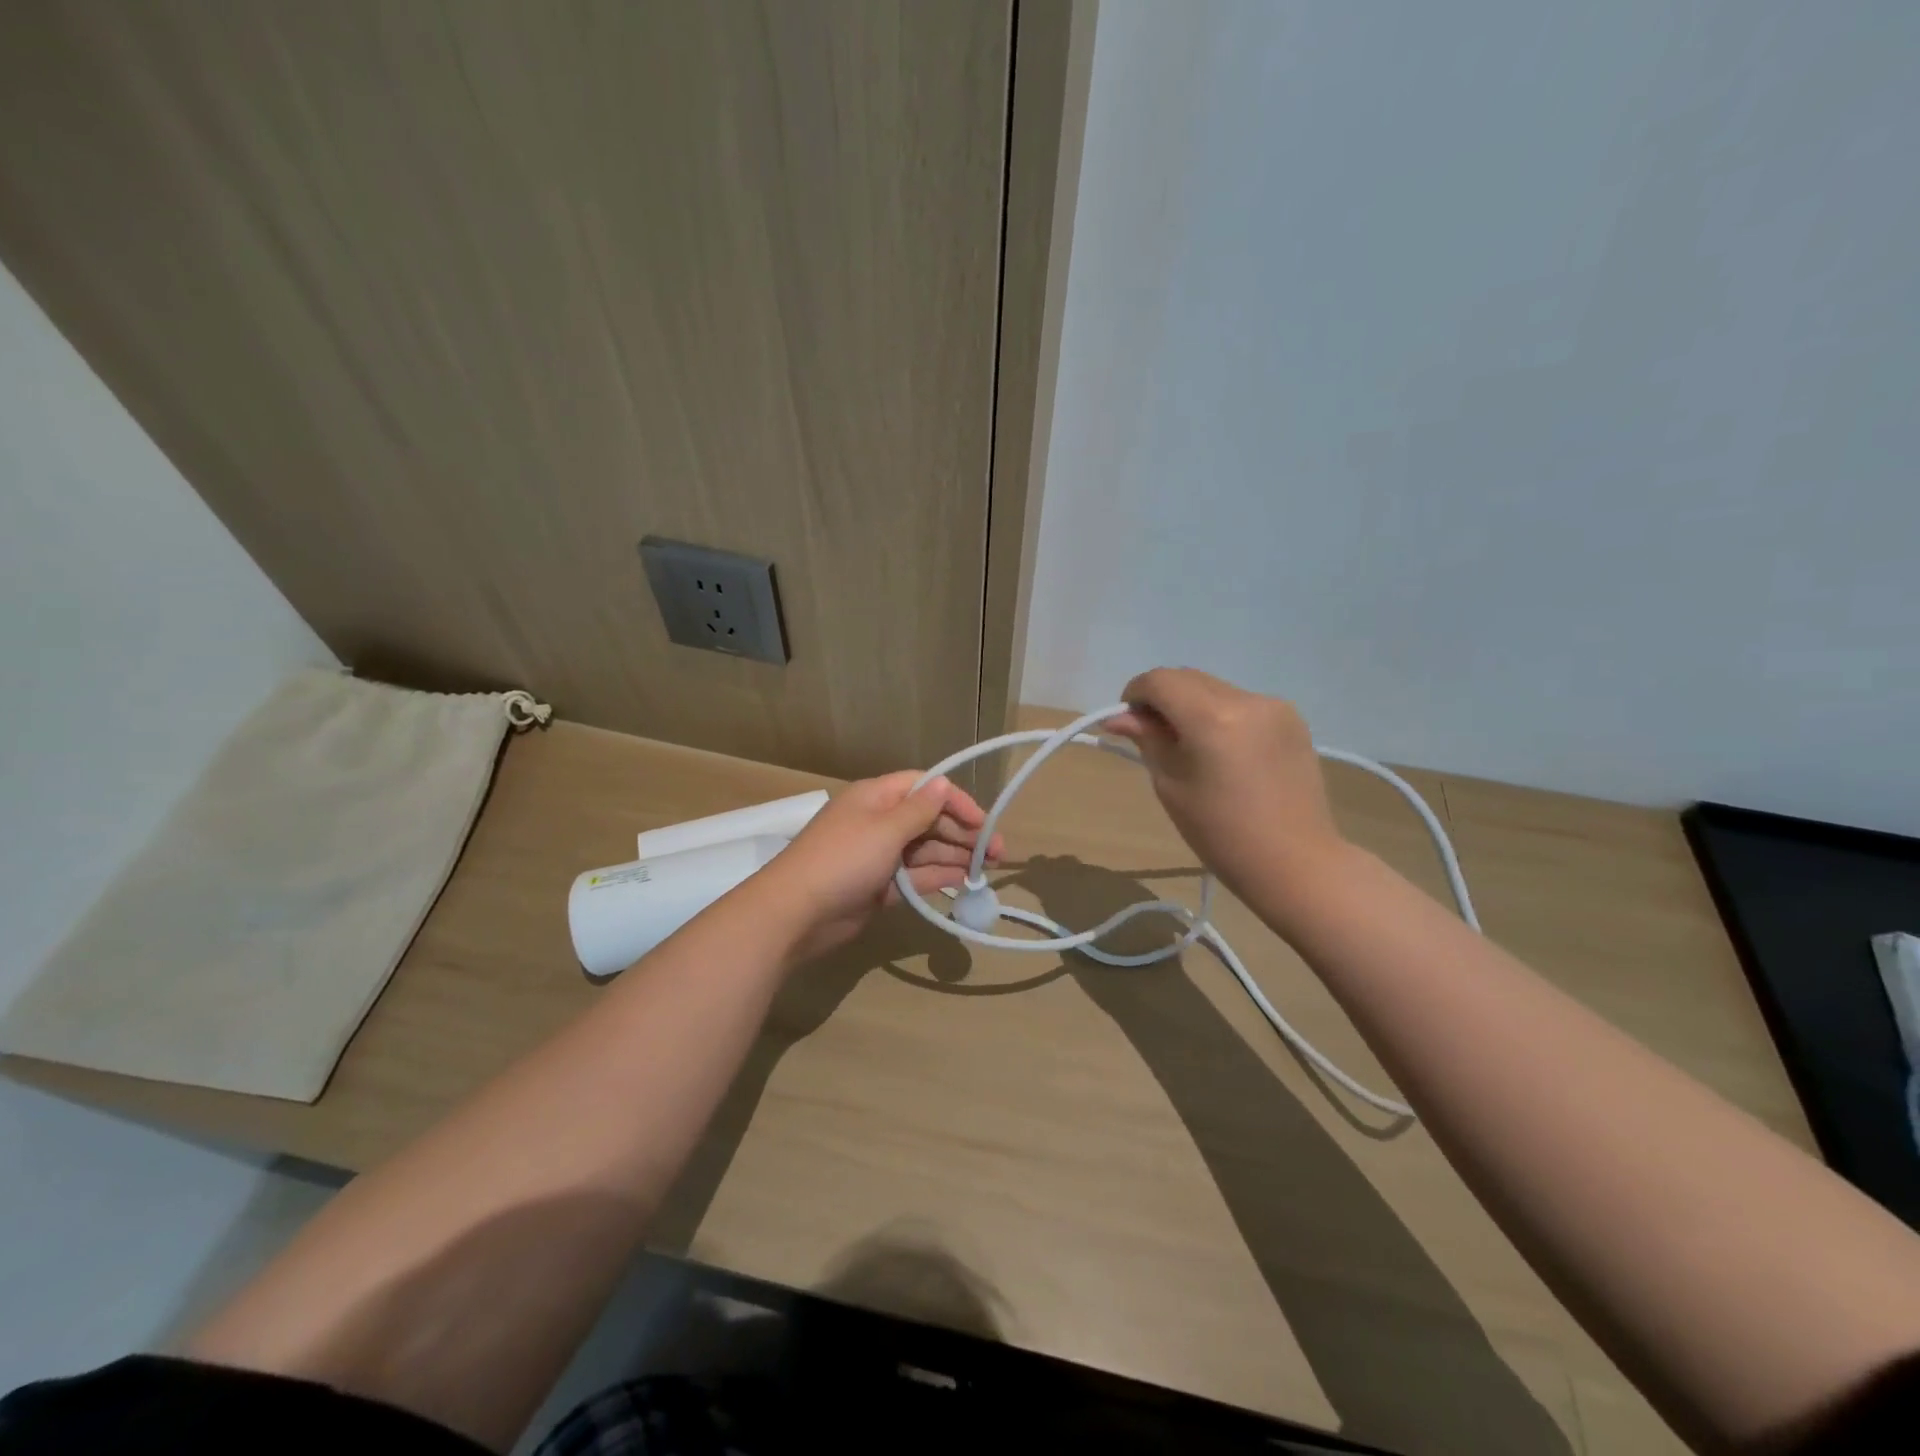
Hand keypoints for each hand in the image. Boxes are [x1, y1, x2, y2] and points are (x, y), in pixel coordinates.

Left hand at [755, 771, 1002, 963]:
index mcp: (877, 798)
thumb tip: (943, 783)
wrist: (796, 913)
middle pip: (929, 820)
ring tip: (989, 869)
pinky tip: (965, 882)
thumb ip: (919, 809)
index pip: (924, 788)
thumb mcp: (885, 829)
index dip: (956, 801)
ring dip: (956, 856)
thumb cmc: (843, 860)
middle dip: (963, 833)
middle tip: (997, 853)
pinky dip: (939, 877)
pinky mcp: (880, 887)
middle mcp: (880, 822)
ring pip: (925, 850)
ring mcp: (879, 856)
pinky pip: (916, 876)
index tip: (984, 821)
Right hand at [1105, 667, 1343, 895]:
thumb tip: (1119, 718)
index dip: (1135, 694)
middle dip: (1163, 698)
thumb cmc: (1221, 832)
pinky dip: (1221, 715)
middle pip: (1188, 678)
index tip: (1128, 722)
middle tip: (1153, 735)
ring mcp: (1274, 706)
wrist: (1294, 862)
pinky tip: (1224, 752)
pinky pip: (1242, 703)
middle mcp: (1246, 700)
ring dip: (1192, 705)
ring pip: (1215, 688)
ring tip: (1191, 747)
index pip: (1160, 681)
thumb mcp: (1171, 785)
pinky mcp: (1293, 719)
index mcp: (1211, 718)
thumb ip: (1148, 740)